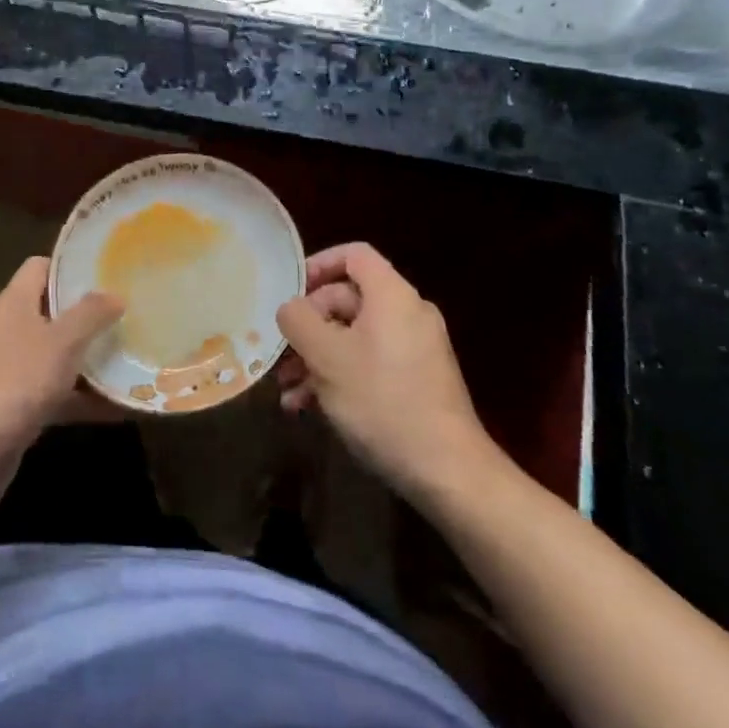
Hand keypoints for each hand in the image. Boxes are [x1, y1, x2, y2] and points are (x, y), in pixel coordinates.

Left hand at [0, 256, 123, 510]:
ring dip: (90, 360)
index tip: (107, 273)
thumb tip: (115, 293)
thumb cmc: (15, 382)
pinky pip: (55, 393)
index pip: (41, 267)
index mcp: (14, 303)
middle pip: (53, 312)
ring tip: (132, 358)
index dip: (71, 267)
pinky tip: (119, 408)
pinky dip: (83, 398)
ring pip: (57, 355)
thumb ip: (90, 314)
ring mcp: (10, 370)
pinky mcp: (15, 407)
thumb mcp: (61, 342)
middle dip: (89, 316)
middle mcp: (9, 330)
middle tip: (128, 316)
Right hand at [275, 242, 500, 506]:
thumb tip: (290, 307)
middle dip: (308, 327)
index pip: (353, 255)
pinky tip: (310, 408)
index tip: (289, 291)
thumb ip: (298, 321)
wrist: (448, 472)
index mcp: (392, 295)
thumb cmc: (382, 402)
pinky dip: (340, 376)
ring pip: (354, 336)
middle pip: (347, 299)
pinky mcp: (417, 381)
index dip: (318, 265)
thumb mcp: (327, 358)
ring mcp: (415, 349)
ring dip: (317, 358)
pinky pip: (370, 362)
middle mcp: (408, 313)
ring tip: (287, 391)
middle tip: (280, 354)